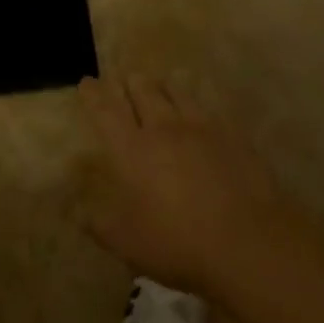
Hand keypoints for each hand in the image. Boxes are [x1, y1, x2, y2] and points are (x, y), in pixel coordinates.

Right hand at [79, 74, 286, 297]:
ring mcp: (201, 129)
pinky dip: (196, 104)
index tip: (87, 81)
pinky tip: (199, 112)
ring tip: (159, 85)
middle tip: (124, 79)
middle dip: (129, 82)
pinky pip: (208, 109)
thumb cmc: (177, 242)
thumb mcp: (125, 242)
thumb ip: (96, 222)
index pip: (105, 110)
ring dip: (162, 86)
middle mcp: (162, 128)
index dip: (94, 94)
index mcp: (131, 148)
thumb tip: (74, 209)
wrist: (249, 243)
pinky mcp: (232, 136)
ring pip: (176, 92)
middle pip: (142, 91)